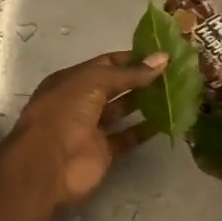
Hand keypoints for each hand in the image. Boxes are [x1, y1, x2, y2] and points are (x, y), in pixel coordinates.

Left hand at [0, 50, 168, 208]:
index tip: (160, 56)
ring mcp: (92, 128)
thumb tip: (163, 58)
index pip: (106, 63)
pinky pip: (128, 137)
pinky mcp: (104, 152)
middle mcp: (81, 102)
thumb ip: (129, 73)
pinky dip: (145, 130)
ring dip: (144, 103)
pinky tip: (167, 120)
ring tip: (174, 93)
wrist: (48, 164)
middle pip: (116, 87)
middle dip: (141, 79)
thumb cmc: (64, 113)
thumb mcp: (94, 82)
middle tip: (173, 73)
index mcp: (72, 80)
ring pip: (122, 111)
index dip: (131, 58)